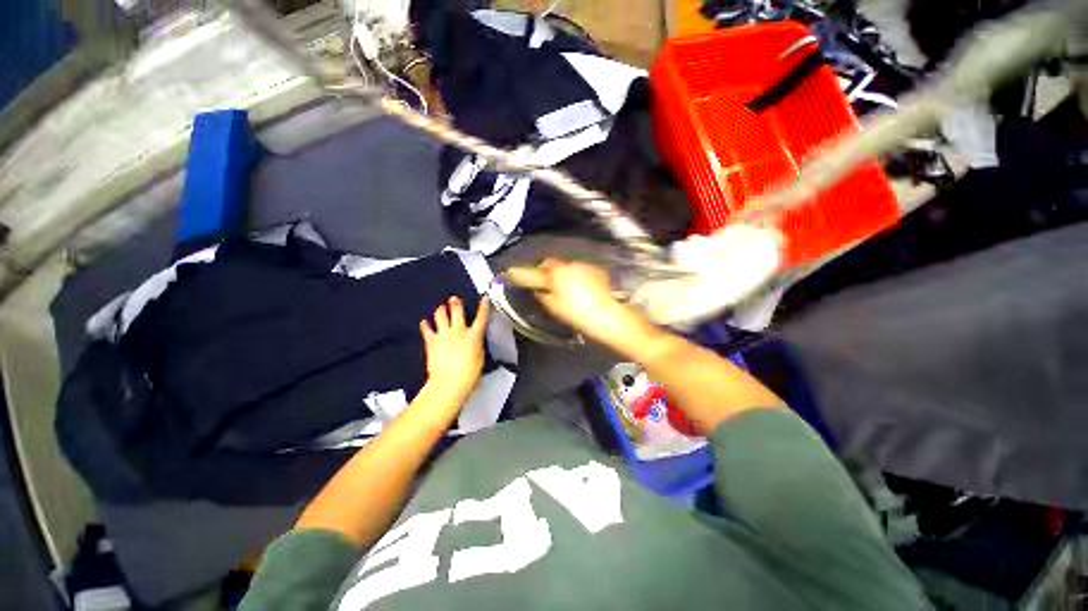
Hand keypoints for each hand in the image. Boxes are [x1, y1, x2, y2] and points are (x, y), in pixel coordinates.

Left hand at [420, 296, 490, 400]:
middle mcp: (458, 331)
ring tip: (440, 308)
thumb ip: (477, 345)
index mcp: (474, 335)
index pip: (482, 317)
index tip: (484, 298)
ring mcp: (444, 335)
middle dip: (456, 303)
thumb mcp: (480, 357)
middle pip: (457, 311)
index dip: (484, 306)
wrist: (450, 382)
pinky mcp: (431, 341)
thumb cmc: (469, 373)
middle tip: (454, 299)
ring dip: (441, 310)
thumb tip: (475, 341)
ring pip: (441, 316)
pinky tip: (424, 322)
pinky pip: (427, 330)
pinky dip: (425, 325)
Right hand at [505, 259, 646, 347]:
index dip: (520, 274)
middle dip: (541, 270)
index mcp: (556, 274)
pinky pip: (577, 270)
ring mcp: (584, 266)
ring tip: (557, 286)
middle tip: (537, 282)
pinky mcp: (596, 271)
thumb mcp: (556, 309)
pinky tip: (575, 288)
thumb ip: (543, 296)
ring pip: (564, 267)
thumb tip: (538, 290)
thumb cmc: (581, 316)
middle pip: (549, 264)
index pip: (533, 272)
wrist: (613, 318)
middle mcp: (569, 265)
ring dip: (557, 273)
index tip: (510, 273)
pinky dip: (571, 276)